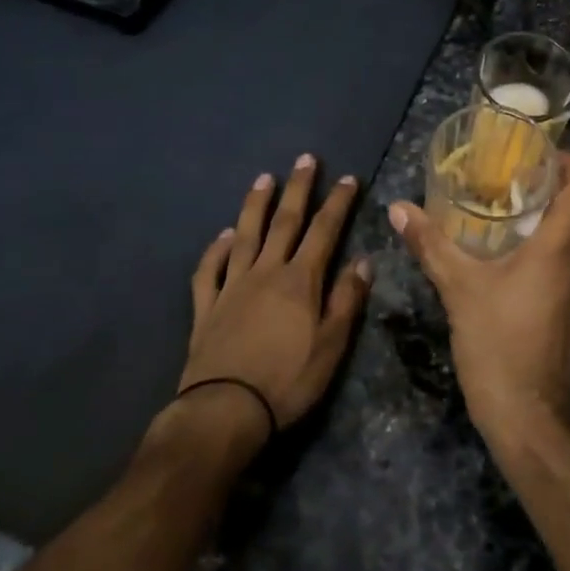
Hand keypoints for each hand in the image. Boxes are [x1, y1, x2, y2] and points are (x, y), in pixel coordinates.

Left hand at [180, 154, 372, 433]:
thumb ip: (346, 300)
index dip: (337, 203)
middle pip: (284, 222)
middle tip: (305, 159)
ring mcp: (232, 286)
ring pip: (245, 236)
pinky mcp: (206, 307)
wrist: (225, 411)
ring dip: (255, 205)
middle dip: (298, 189)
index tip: (347, 178)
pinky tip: (223, 236)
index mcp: (300, 280)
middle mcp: (266, 272)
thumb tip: (363, 260)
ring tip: (264, 178)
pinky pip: (209, 270)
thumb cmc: (287, 380)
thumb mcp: (331, 345)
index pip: (324, 231)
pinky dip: (215, 250)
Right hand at [389, 150, 569, 441]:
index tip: (537, 149)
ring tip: (505, 195)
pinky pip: (564, 252)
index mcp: (560, 246)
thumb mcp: (459, 288)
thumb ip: (430, 244)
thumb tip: (398, 208)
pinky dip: (543, 235)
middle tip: (512, 167)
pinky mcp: (566, 301)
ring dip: (548, 207)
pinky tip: (505, 241)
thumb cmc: (499, 343)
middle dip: (553, 178)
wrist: (528, 415)